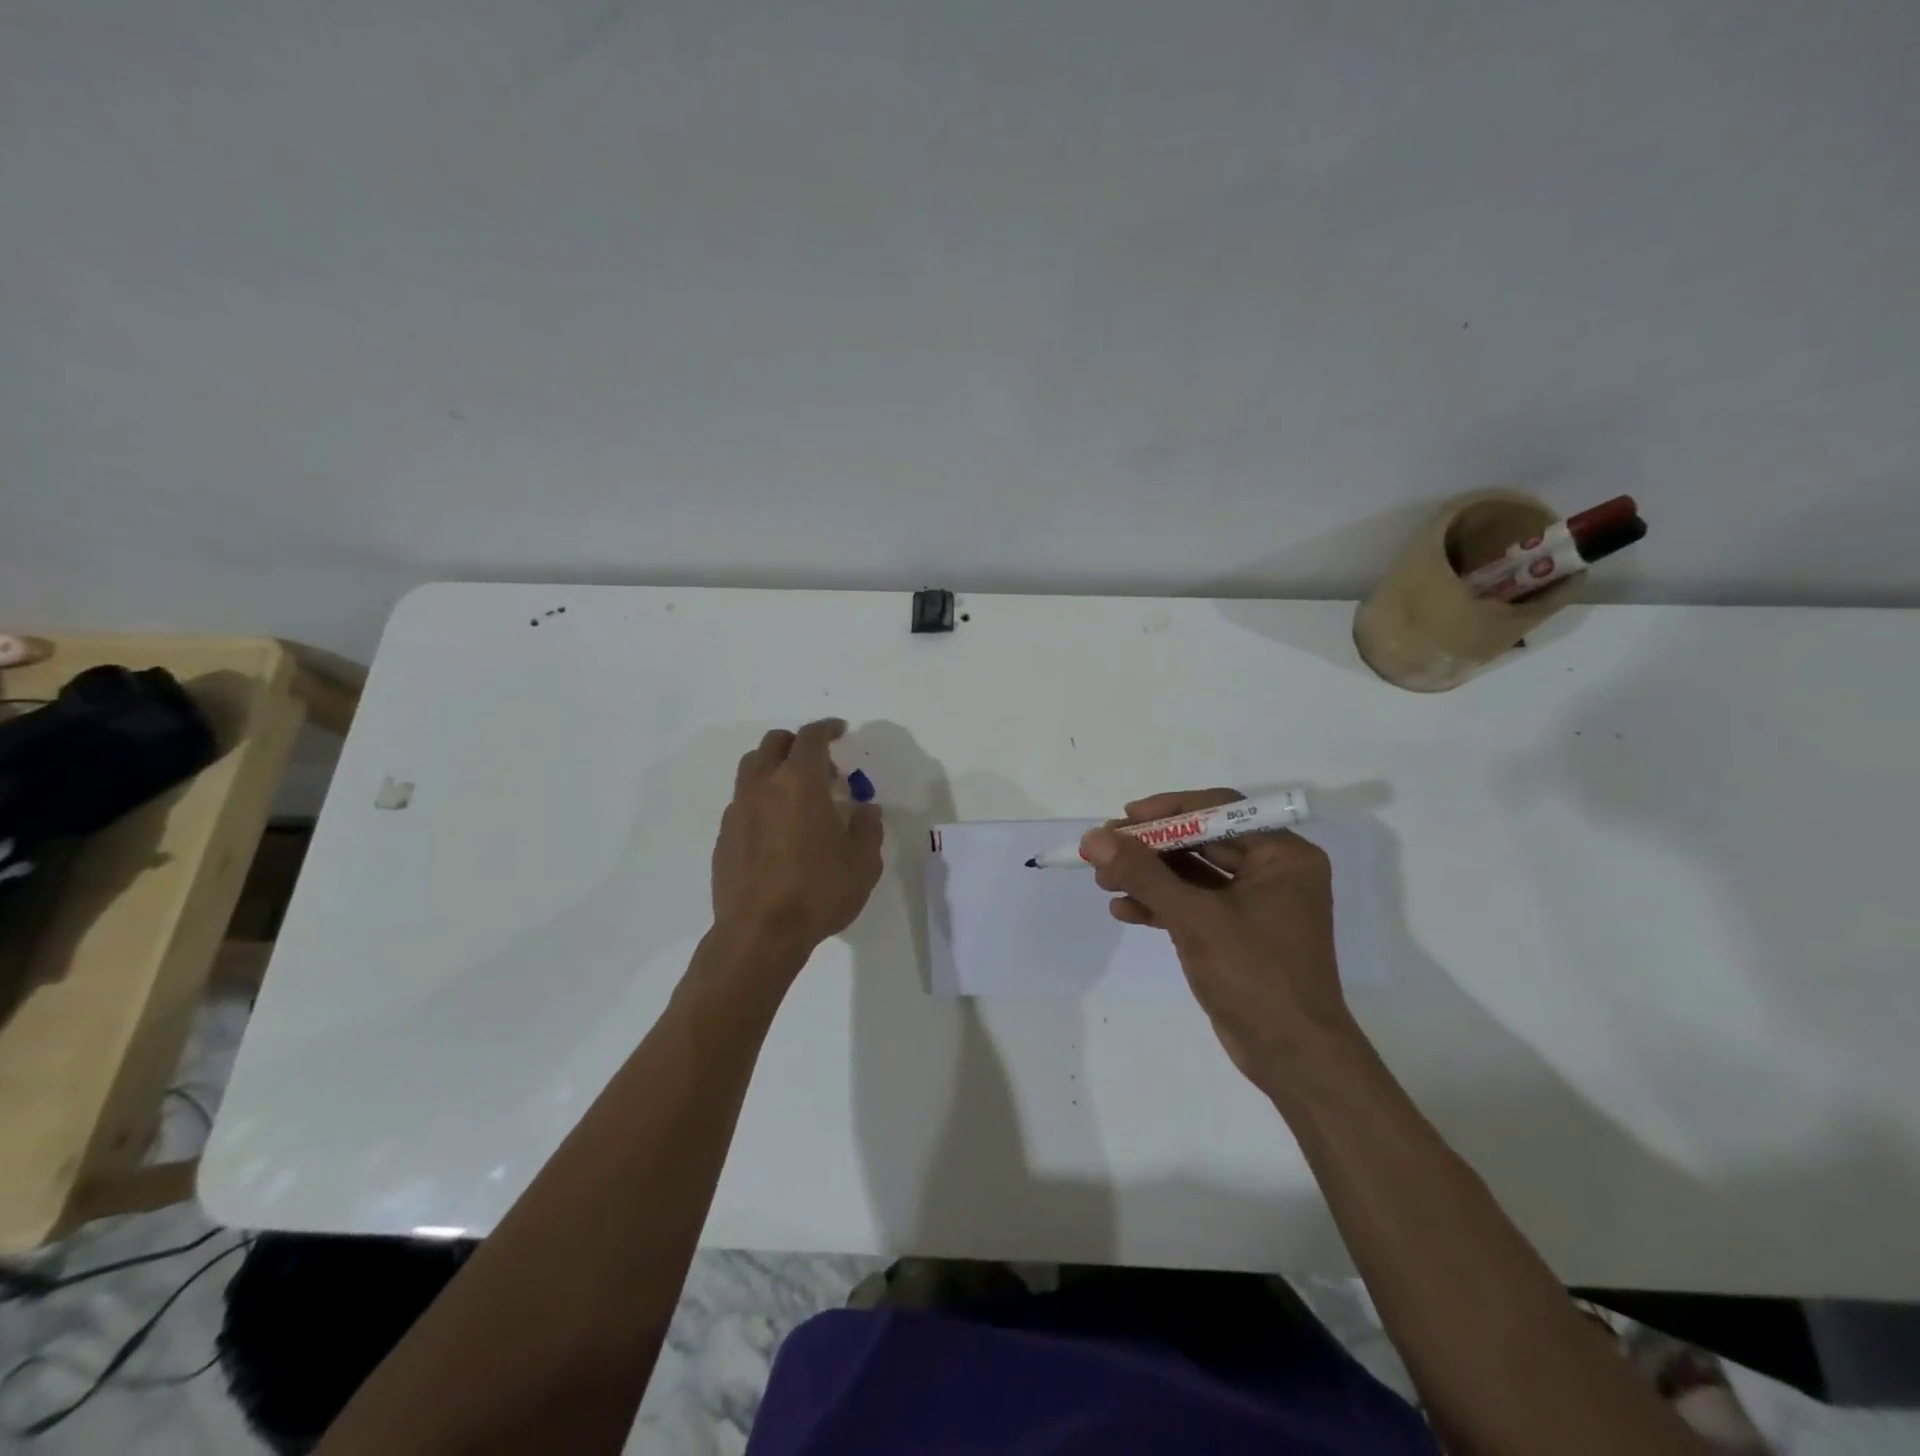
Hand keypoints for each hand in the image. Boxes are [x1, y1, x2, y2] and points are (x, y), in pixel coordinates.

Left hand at [709, 720, 884, 966]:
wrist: (760, 934)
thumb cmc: (817, 892)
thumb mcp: (863, 863)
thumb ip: (868, 828)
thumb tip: (865, 810)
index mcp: (799, 783)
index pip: (811, 738)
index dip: (827, 729)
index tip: (840, 730)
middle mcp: (763, 787)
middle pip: (774, 744)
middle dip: (798, 745)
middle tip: (822, 769)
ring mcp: (738, 810)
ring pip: (752, 768)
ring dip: (775, 769)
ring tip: (797, 796)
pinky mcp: (724, 836)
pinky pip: (743, 801)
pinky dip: (762, 799)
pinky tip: (778, 829)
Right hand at [1080, 790, 1353, 1094]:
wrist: (1293, 1057)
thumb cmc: (1255, 976)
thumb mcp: (1194, 918)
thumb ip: (1143, 874)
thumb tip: (1094, 838)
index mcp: (1283, 855)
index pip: (1220, 809)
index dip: (1168, 810)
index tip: (1124, 818)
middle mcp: (1273, 872)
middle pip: (1201, 841)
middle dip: (1150, 848)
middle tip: (1104, 851)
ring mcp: (1255, 904)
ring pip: (1192, 874)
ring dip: (1149, 877)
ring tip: (1103, 881)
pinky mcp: (1237, 933)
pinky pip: (1194, 905)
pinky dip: (1160, 905)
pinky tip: (1123, 910)